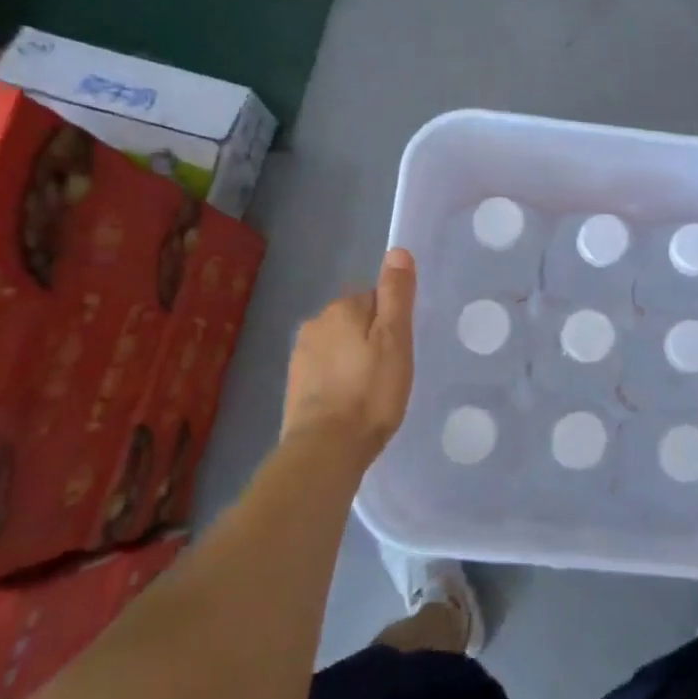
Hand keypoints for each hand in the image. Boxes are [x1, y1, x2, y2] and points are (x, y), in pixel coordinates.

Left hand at [281, 247, 416, 464]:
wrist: (326, 448)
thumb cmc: (371, 391)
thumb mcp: (395, 339)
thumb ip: (396, 294)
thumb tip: (397, 251)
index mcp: (342, 308)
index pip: (376, 297)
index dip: (393, 321)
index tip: (402, 348)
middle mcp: (316, 323)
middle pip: (355, 319)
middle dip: (372, 337)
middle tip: (391, 369)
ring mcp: (301, 354)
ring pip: (339, 344)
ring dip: (354, 358)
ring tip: (372, 389)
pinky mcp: (295, 384)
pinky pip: (326, 369)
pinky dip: (339, 378)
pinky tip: (351, 401)